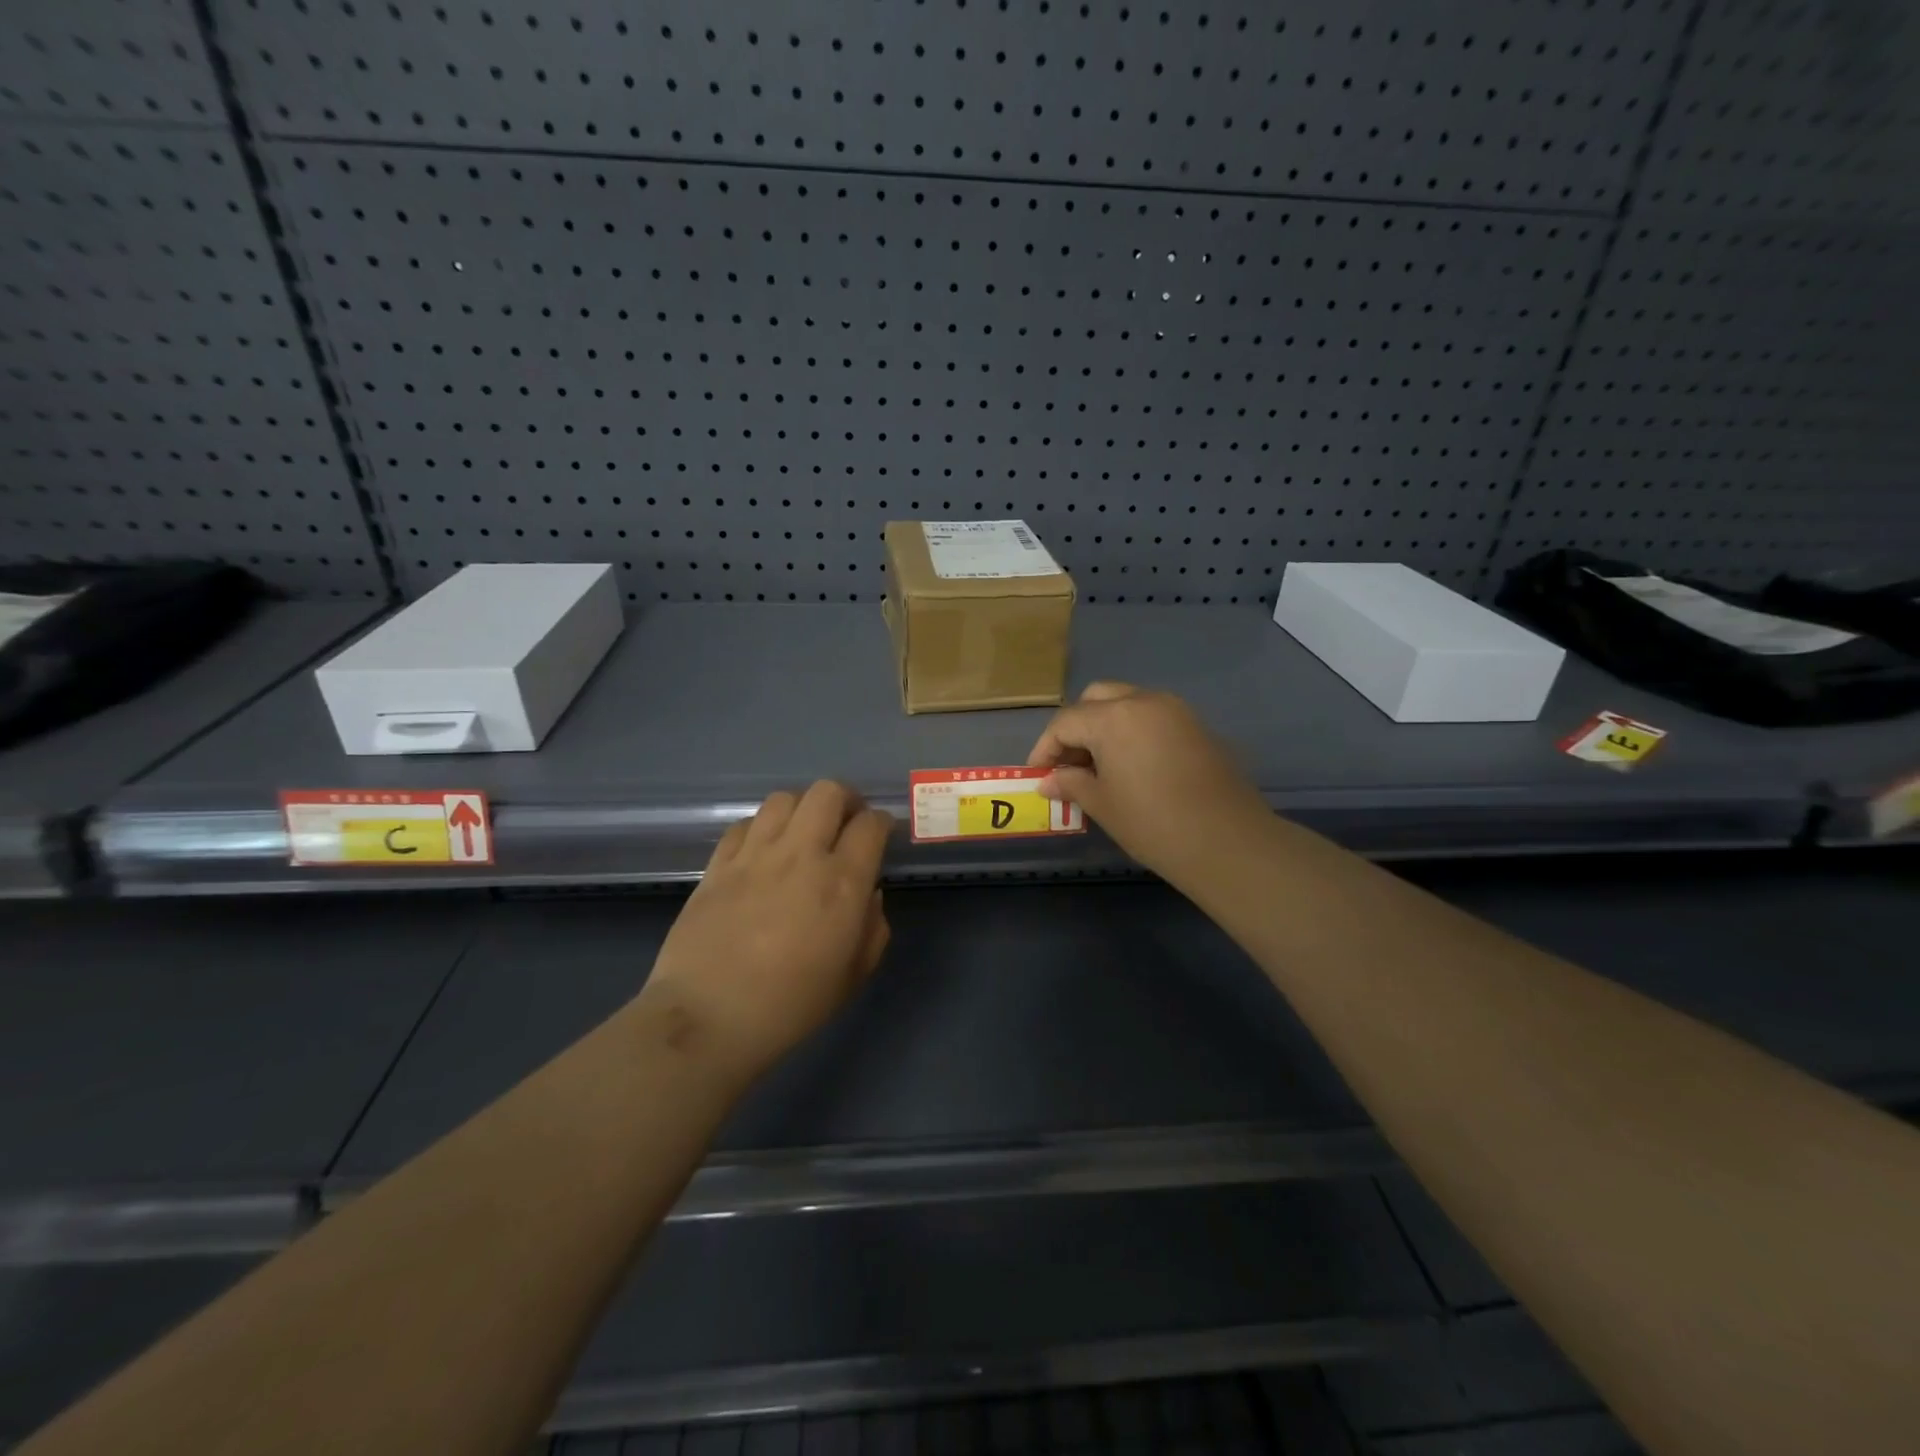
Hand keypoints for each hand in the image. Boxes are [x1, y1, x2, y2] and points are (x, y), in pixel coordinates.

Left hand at [642, 782, 892, 1081]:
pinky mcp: (718, 864)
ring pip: (784, 799)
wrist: (708, 1018)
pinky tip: (762, 850)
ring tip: (803, 832)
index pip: (870, 824)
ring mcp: (755, 855)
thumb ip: (872, 929)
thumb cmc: (791, 1006)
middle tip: (846, 822)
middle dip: (845, 799)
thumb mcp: (853, 976)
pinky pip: (745, 824)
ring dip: (802, 808)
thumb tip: (868, 895)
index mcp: (843, 882)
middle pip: (828, 792)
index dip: (881, 823)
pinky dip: (761, 828)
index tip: (880, 834)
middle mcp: (801, 855)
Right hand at [1027, 682, 1271, 881]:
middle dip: (1075, 727)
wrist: (1229, 842)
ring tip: (1097, 767)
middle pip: (1096, 699)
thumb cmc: (1154, 824)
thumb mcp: (1103, 805)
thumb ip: (1071, 785)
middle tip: (1068, 763)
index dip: (1045, 748)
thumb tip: (1048, 782)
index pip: (1066, 722)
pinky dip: (1132, 731)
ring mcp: (1175, 710)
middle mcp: (1144, 701)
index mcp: (1114, 717)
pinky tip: (1130, 766)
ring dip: (1104, 726)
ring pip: (1126, 702)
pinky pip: (1152, 716)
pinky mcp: (1196, 725)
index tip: (1038, 775)